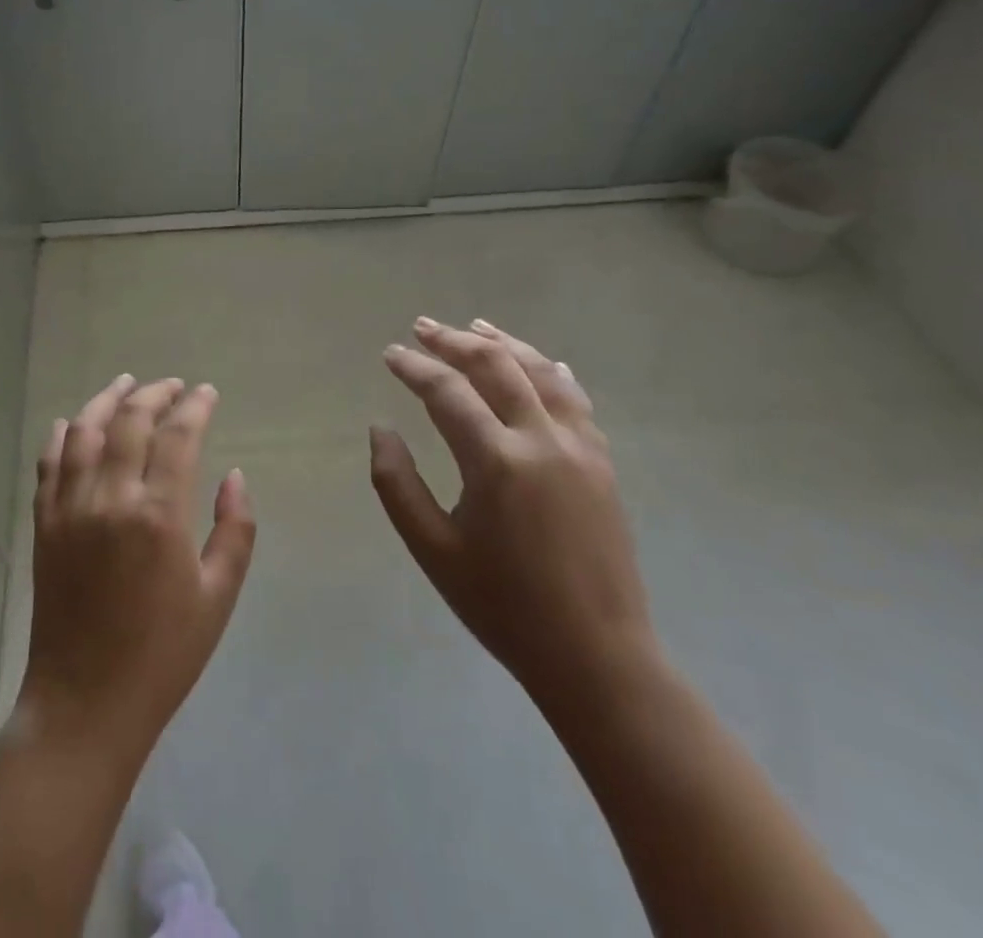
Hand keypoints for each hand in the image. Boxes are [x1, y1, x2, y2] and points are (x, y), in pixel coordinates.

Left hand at [18, 376, 256, 760]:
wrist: (86, 702)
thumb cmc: (163, 654)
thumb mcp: (218, 597)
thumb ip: (235, 530)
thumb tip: (234, 475)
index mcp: (158, 515)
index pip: (177, 436)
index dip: (195, 406)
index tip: (207, 392)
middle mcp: (110, 498)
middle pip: (130, 421)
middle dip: (155, 394)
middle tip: (174, 386)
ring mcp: (70, 508)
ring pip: (84, 430)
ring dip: (107, 400)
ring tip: (126, 384)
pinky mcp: (44, 524)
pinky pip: (49, 463)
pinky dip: (62, 435)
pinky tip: (73, 422)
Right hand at [370, 318, 654, 710]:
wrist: (596, 656)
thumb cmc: (503, 605)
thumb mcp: (433, 549)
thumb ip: (396, 483)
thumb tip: (380, 429)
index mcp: (496, 462)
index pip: (447, 391)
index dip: (414, 367)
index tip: (390, 353)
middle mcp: (542, 440)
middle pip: (495, 366)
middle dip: (454, 341)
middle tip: (422, 327)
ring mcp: (580, 448)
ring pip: (540, 372)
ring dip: (504, 343)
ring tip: (474, 325)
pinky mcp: (602, 463)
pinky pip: (576, 399)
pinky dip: (551, 372)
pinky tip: (541, 361)